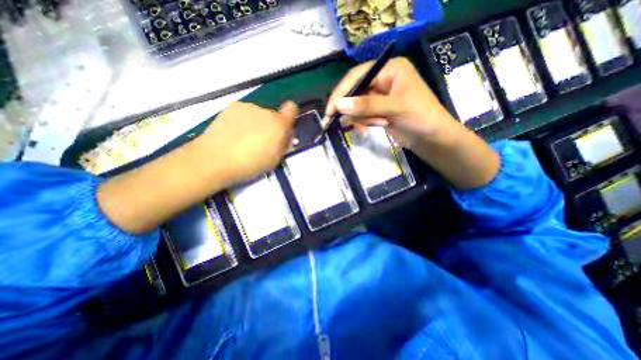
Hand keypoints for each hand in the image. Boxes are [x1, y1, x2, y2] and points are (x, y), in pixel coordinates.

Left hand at [196, 101, 298, 185]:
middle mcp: (266, 111)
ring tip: (244, 139)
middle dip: (270, 126)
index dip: (290, 116)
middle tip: (261, 141)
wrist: (216, 159)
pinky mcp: (232, 106)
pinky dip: (243, 120)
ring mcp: (248, 107)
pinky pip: (244, 112)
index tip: (284, 127)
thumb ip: (283, 145)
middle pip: (273, 116)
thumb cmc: (251, 164)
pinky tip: (234, 133)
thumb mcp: (275, 160)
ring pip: (258, 114)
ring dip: (256, 123)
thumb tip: (286, 137)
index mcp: (279, 125)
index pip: (292, 110)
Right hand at [327, 58, 458, 147]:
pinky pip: (362, 115)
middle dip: (351, 109)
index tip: (330, 110)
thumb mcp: (394, 108)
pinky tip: (369, 129)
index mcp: (390, 69)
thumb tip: (339, 105)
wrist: (432, 139)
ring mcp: (380, 97)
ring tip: (374, 126)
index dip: (342, 93)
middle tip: (339, 123)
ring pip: (357, 106)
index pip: (358, 76)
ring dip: (361, 118)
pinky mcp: (378, 111)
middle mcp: (383, 80)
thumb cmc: (421, 117)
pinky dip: (363, 123)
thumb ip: (366, 106)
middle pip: (356, 92)